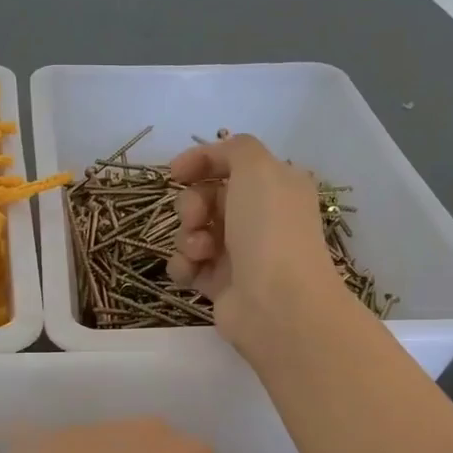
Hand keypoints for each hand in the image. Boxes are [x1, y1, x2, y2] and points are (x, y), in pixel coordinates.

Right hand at [166, 135, 343, 346]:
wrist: (277, 303)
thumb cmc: (269, 230)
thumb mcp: (258, 168)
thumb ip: (235, 149)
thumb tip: (213, 158)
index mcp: (275, 186)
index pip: (230, 164)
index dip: (201, 162)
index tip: (175, 172)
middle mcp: (259, 217)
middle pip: (206, 198)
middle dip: (192, 204)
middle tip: (196, 218)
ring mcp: (240, 253)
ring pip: (193, 232)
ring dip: (186, 236)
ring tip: (200, 251)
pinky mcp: (221, 284)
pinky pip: (189, 265)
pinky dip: (184, 266)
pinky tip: (191, 271)